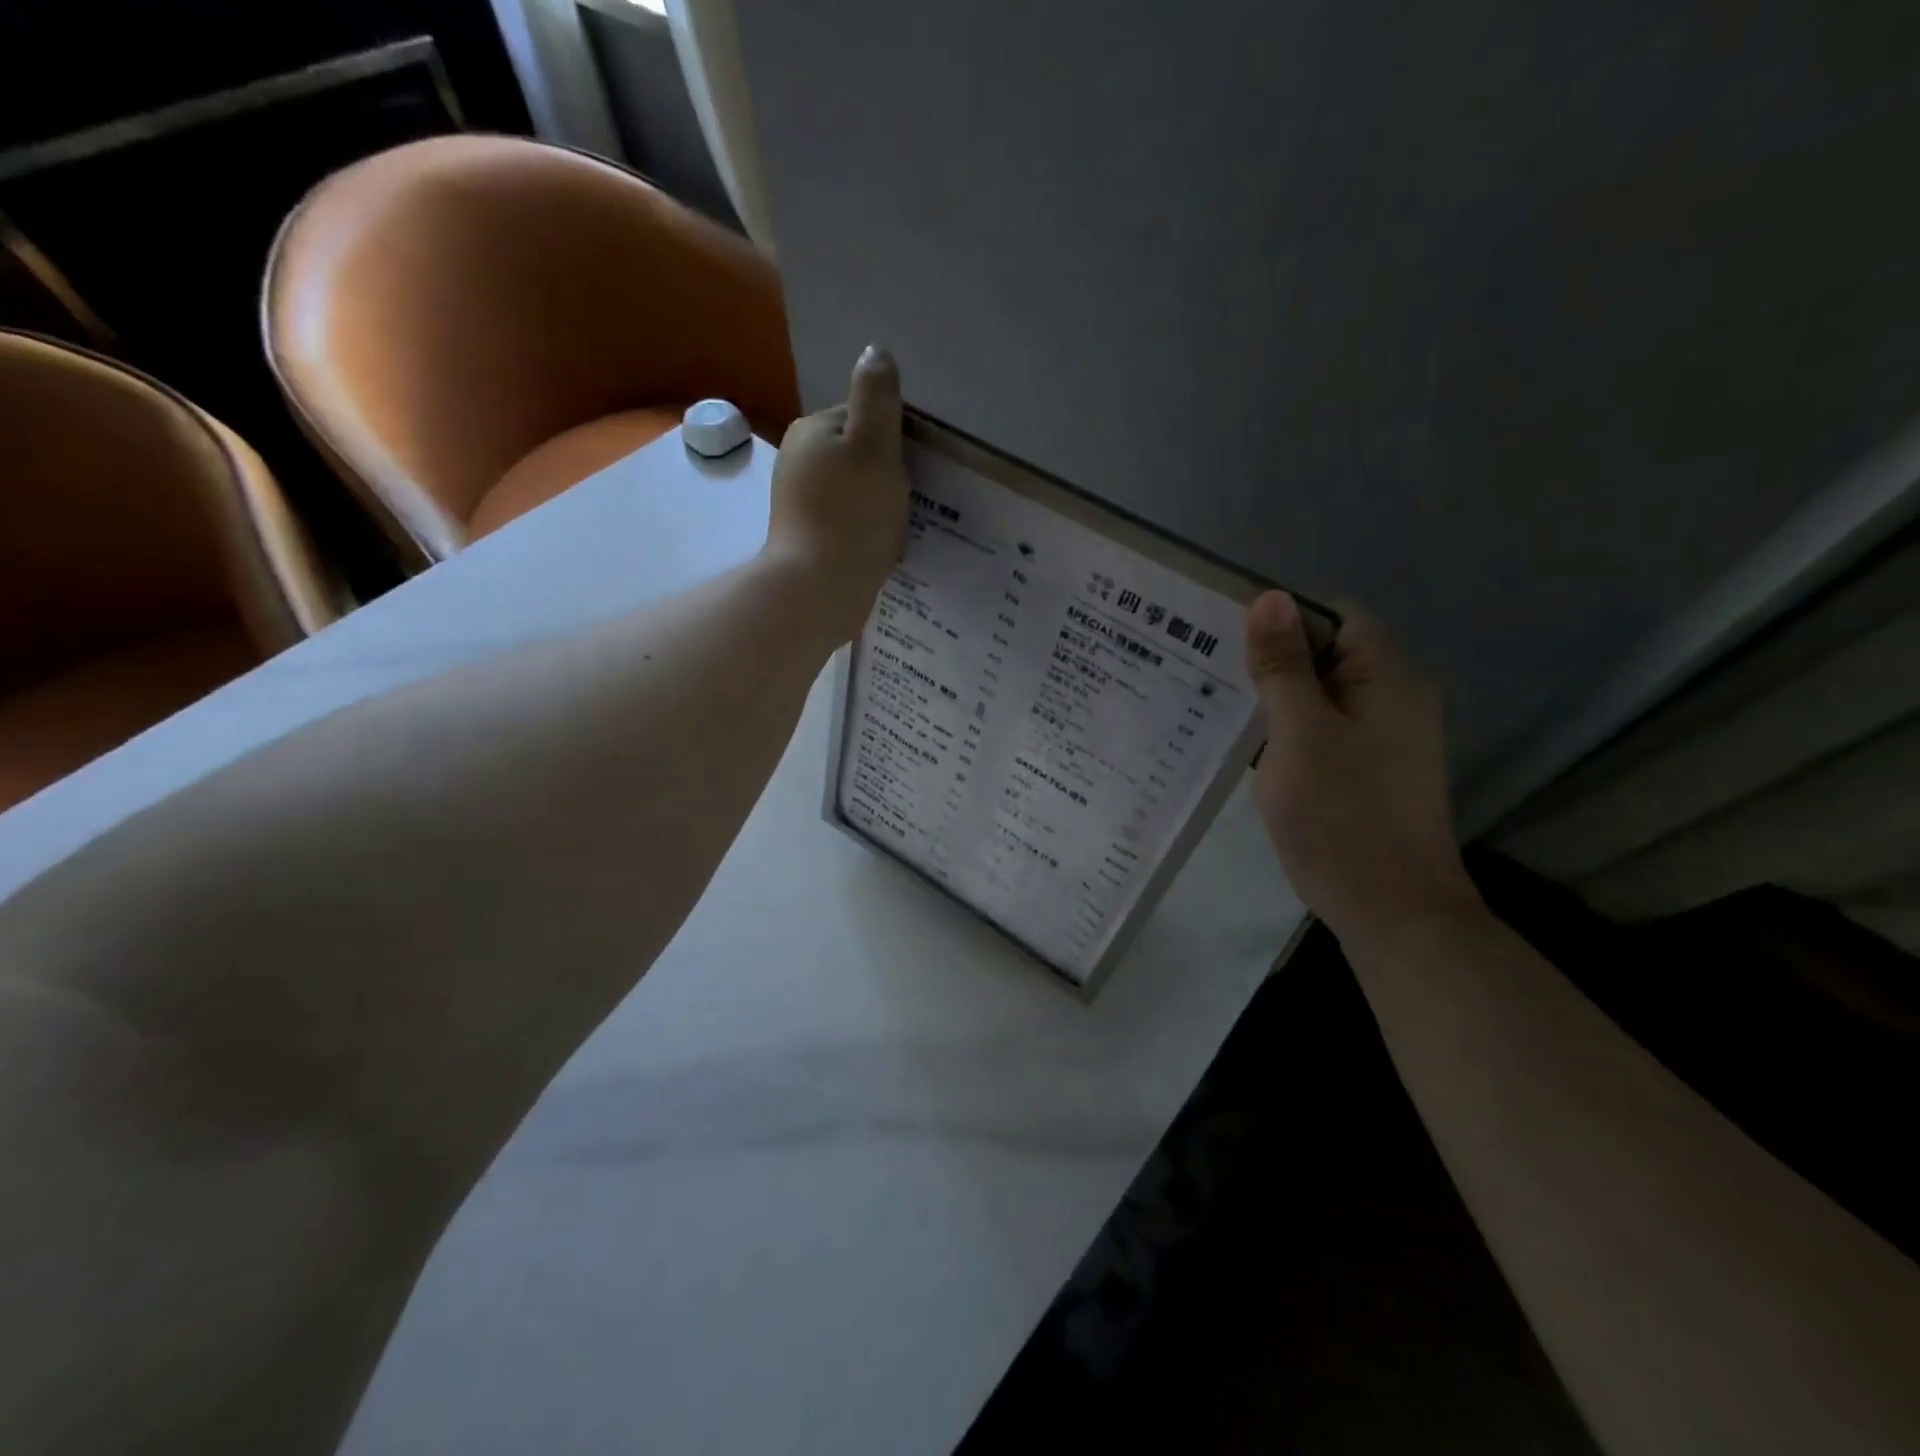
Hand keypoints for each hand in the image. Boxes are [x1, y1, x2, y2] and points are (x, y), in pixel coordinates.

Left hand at [764, 346, 910, 641]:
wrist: (818, 589)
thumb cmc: (852, 515)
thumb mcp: (874, 447)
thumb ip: (877, 398)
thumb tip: (875, 350)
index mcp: (811, 430)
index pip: (864, 418)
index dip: (893, 442)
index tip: (906, 471)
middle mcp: (797, 460)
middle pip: (860, 456)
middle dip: (886, 477)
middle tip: (903, 504)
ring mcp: (798, 501)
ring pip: (855, 492)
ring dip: (878, 507)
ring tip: (893, 530)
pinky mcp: (806, 536)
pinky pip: (847, 522)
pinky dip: (865, 531)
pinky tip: (878, 549)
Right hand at [1245, 592, 1482, 944]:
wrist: (1392, 912)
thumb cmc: (1341, 818)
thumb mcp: (1299, 736)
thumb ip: (1282, 667)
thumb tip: (1269, 598)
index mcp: (1387, 677)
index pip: (1332, 616)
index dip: (1280, 619)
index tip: (1223, 636)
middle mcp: (1394, 697)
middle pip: (1325, 654)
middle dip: (1269, 661)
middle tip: (1205, 673)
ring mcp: (1385, 737)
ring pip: (1319, 695)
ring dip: (1274, 700)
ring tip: (1214, 707)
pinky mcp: (1370, 769)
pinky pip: (1323, 730)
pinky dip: (1287, 732)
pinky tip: (1246, 748)